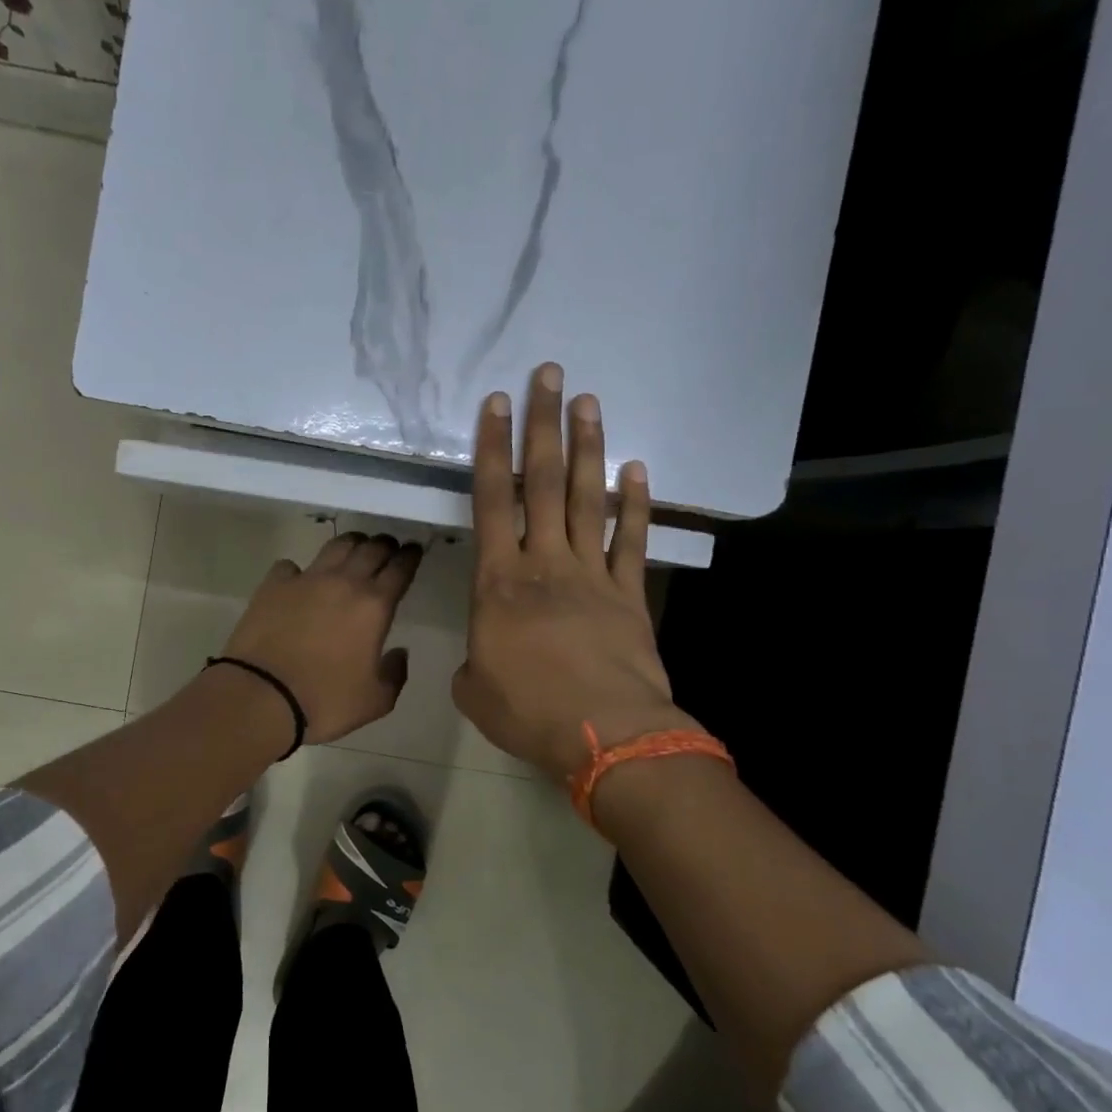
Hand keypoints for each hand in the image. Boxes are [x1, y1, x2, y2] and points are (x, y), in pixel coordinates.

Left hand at [217, 532, 422, 744]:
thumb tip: (399, 653)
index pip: (400, 568)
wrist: (263, 696)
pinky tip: (299, 579)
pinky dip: (300, 569)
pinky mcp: (274, 585)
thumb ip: (395, 674)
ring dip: (351, 544)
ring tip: (354, 549)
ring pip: (335, 546)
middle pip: (371, 549)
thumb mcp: (375, 701)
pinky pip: (291, 566)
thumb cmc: (325, 701)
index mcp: (374, 606)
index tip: (414, 551)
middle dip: (384, 545)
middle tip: (388, 548)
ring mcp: (306, 579)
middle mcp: (344, 582)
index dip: (410, 557)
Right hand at [453, 363, 698, 782]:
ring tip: (588, 402)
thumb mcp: (474, 689)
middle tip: (549, 376)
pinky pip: (632, 539)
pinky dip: (636, 503)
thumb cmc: (528, 712)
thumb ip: (474, 660)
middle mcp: (545, 563)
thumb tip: (484, 657)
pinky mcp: (630, 593)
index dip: (492, 450)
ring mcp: (592, 574)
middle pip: (541, 482)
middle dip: (543, 426)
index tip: (497, 405)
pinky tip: (636, 469)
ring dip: (586, 448)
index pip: (491, 502)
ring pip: (586, 498)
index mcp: (499, 582)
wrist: (606, 735)